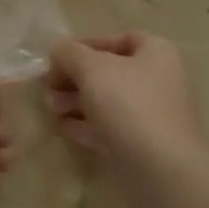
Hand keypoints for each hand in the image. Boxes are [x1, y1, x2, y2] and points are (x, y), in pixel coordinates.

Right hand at [46, 33, 207, 171]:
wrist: (161, 169)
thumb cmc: (128, 104)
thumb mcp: (92, 68)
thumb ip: (70, 53)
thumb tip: (58, 47)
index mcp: (157, 53)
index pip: (119, 38)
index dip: (86, 44)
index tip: (58, 57)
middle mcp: (160, 80)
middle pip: (110, 72)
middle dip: (75, 78)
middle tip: (47, 87)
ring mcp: (154, 115)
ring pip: (108, 101)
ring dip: (76, 101)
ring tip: (50, 108)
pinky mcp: (145, 145)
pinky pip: (112, 128)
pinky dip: (87, 125)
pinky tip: (64, 128)